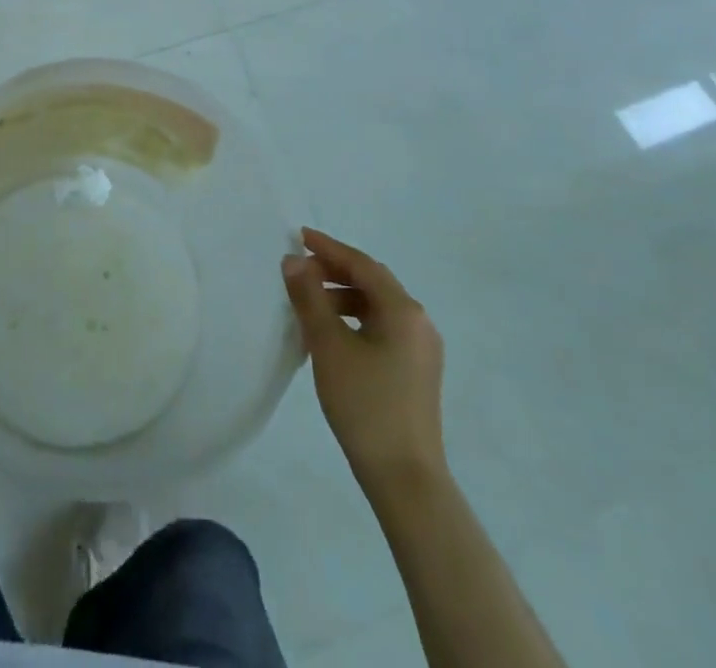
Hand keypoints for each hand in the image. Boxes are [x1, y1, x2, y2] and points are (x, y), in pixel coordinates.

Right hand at [283, 227, 445, 480]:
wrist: (405, 479)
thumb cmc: (366, 405)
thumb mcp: (329, 345)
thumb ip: (309, 297)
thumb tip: (294, 260)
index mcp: (403, 310)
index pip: (362, 264)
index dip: (329, 248)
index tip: (299, 236)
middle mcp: (419, 323)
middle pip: (373, 282)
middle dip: (335, 271)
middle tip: (300, 269)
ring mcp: (421, 349)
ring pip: (377, 307)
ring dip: (343, 297)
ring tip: (309, 305)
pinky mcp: (416, 372)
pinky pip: (382, 328)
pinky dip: (354, 321)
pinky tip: (331, 335)